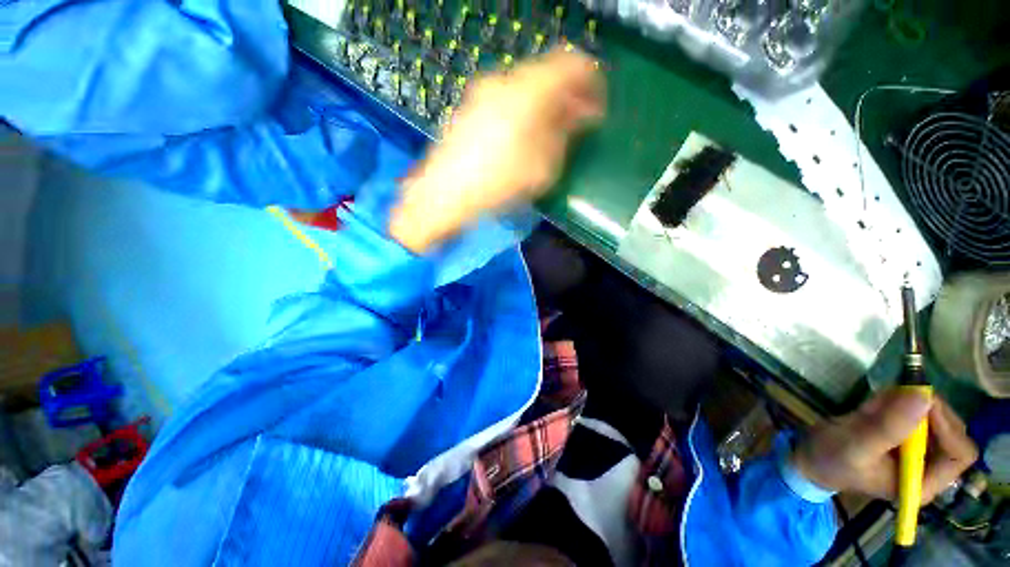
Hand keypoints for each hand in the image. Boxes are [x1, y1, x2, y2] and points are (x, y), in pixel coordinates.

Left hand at [390, 48, 604, 253]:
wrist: (445, 194)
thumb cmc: (498, 183)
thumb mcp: (543, 166)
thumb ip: (566, 134)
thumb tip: (579, 115)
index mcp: (528, 90)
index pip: (572, 64)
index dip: (591, 82)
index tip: (597, 107)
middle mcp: (504, 81)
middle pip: (547, 77)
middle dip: (567, 99)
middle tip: (578, 125)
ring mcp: (483, 94)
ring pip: (527, 90)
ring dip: (546, 108)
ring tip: (552, 136)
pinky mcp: (471, 110)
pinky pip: (508, 102)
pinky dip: (524, 114)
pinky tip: (525, 138)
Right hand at [791, 389, 977, 502]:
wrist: (809, 455)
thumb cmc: (832, 459)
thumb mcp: (857, 445)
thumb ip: (889, 426)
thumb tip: (924, 396)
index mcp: (923, 481)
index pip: (959, 454)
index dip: (948, 428)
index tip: (923, 403)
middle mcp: (927, 466)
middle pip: (952, 432)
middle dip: (928, 411)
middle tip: (900, 394)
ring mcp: (916, 448)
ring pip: (934, 416)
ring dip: (908, 403)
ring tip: (875, 405)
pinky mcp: (902, 432)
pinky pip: (914, 409)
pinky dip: (897, 399)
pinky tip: (874, 404)